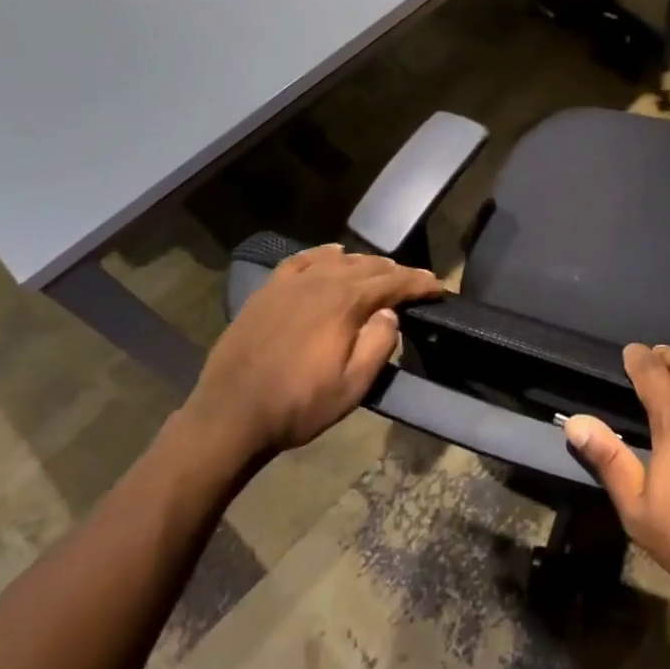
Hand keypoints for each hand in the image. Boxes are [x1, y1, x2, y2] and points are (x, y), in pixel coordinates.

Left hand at [183, 245, 443, 459]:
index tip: (439, 288)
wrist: (230, 415)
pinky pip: (303, 260)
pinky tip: (333, 254)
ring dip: (365, 263)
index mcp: (345, 303)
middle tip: (415, 284)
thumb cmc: (298, 405)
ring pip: (338, 259)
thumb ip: (379, 344)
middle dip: (396, 273)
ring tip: (380, 272)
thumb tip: (390, 312)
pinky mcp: (268, 290)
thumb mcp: (353, 387)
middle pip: (368, 266)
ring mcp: (291, 282)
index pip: (394, 283)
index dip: (420, 283)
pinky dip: (324, 254)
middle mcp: (321, 281)